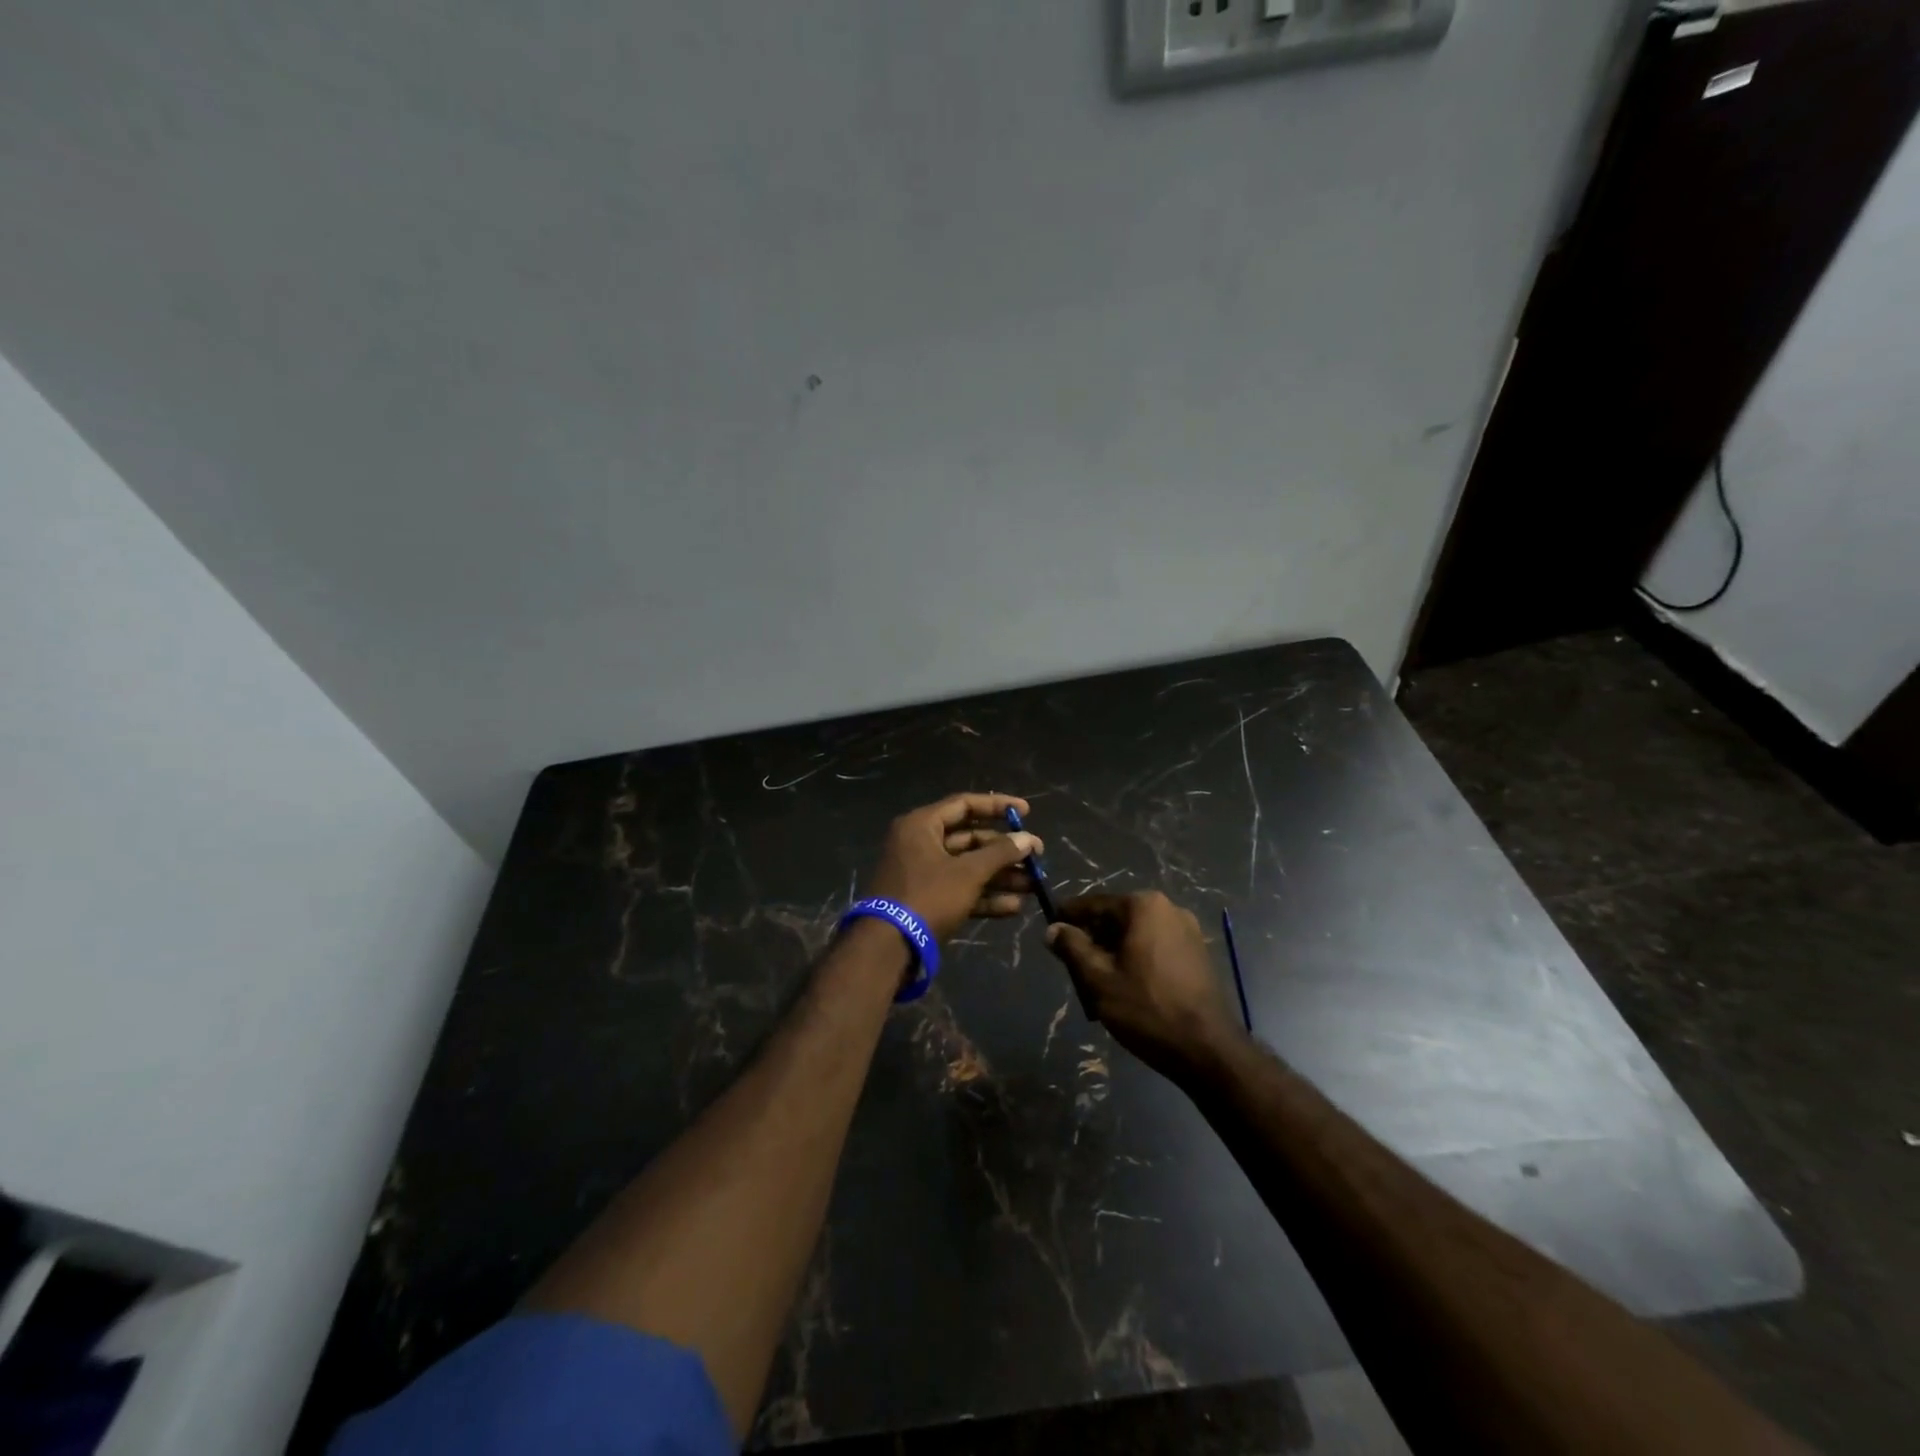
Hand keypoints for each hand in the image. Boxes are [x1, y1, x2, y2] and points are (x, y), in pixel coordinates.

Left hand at [863, 793, 1040, 943]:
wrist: (888, 947)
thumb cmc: (928, 897)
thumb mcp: (968, 873)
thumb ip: (1000, 853)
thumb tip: (1028, 840)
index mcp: (922, 825)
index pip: (964, 804)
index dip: (997, 806)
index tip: (1025, 812)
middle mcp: (920, 843)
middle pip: (969, 838)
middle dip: (1004, 850)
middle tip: (1036, 856)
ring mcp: (923, 874)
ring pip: (968, 867)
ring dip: (1000, 876)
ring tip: (1033, 885)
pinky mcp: (927, 900)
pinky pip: (960, 890)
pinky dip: (985, 896)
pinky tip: (1014, 907)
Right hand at [1044, 892, 1246, 1079]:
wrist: (1208, 1050)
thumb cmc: (1147, 1009)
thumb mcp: (1099, 979)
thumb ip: (1072, 948)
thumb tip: (1052, 929)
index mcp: (1143, 906)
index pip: (1094, 904)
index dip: (1068, 917)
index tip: (1049, 929)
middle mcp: (1168, 908)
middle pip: (1116, 917)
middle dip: (1093, 937)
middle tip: (1071, 964)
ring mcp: (1188, 930)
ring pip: (1136, 933)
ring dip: (1114, 950)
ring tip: (1097, 980)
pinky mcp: (1198, 953)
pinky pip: (1156, 946)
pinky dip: (1137, 958)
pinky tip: (1127, 985)